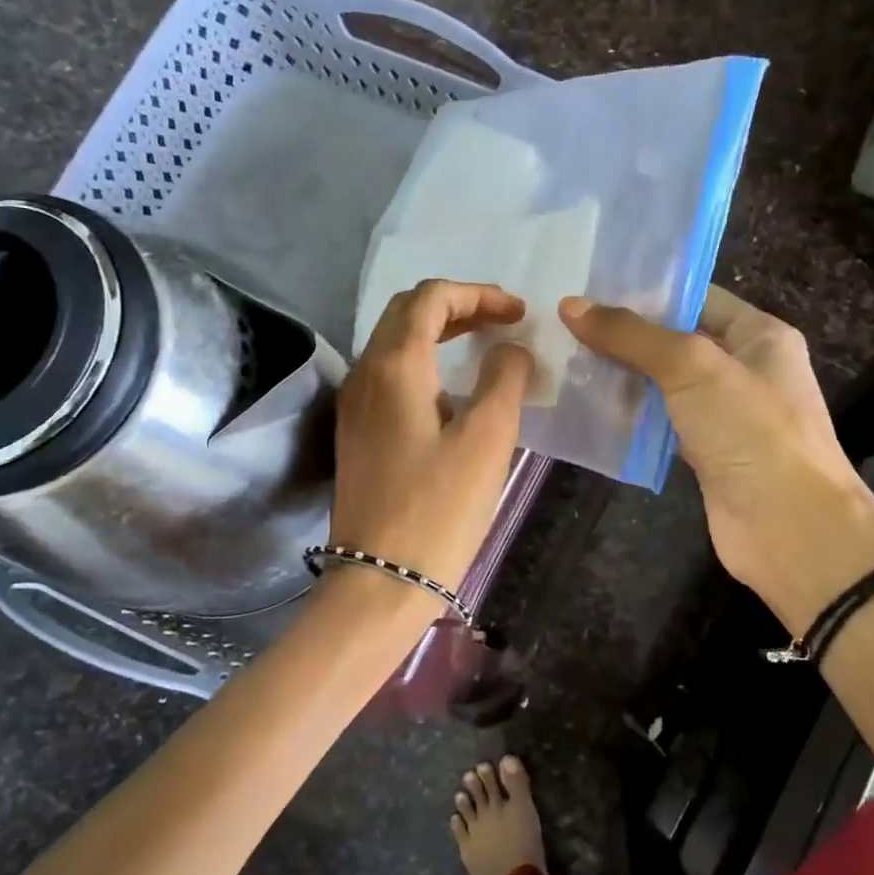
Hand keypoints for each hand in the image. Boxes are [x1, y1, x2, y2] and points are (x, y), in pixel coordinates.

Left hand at [330, 280, 533, 594]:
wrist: (381, 579)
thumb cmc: (440, 508)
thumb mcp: (487, 439)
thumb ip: (504, 379)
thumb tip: (510, 349)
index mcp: (395, 366)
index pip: (431, 298)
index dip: (478, 294)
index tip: (518, 313)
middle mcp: (365, 374)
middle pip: (407, 313)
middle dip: (457, 306)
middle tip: (502, 321)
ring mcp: (355, 405)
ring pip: (395, 344)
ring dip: (438, 333)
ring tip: (482, 346)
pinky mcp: (358, 433)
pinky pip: (390, 376)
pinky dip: (424, 363)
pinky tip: (452, 390)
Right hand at [560, 287, 873, 632]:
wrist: (789, 528)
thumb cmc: (752, 431)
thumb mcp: (693, 367)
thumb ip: (633, 336)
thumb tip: (571, 306)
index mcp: (758, 335)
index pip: (696, 297)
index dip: (645, 291)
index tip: (589, 287)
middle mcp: (743, 369)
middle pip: (675, 341)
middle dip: (624, 335)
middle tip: (563, 323)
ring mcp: (724, 414)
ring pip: (663, 385)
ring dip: (620, 377)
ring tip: (563, 359)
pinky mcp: (705, 453)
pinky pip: (660, 424)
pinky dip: (629, 418)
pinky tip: (585, 407)